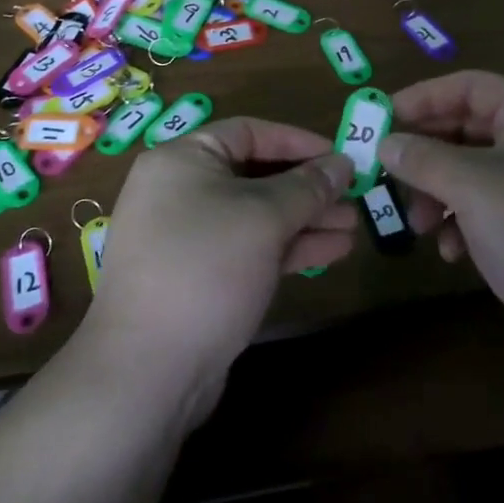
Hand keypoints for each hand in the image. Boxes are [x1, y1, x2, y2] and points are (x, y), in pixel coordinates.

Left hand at [81, 118, 354, 421]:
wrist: (149, 371)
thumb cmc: (206, 268)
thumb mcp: (264, 217)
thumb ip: (308, 186)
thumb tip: (343, 162)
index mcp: (182, 160)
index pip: (249, 132)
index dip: (298, 141)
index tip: (340, 156)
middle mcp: (179, 191)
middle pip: (255, 175)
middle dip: (308, 187)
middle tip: (354, 196)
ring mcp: (187, 237)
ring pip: (256, 215)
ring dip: (305, 219)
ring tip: (353, 227)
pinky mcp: (199, 277)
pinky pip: (249, 248)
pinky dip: (287, 247)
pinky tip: (331, 252)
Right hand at [379, 71, 503, 373]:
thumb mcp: (473, 188)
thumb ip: (424, 158)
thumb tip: (386, 143)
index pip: (471, 86)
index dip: (424, 97)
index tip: (383, 118)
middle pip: (471, 130)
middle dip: (428, 155)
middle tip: (390, 176)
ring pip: (477, 173)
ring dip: (441, 193)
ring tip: (420, 226)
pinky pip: (493, 208)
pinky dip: (465, 222)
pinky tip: (452, 253)